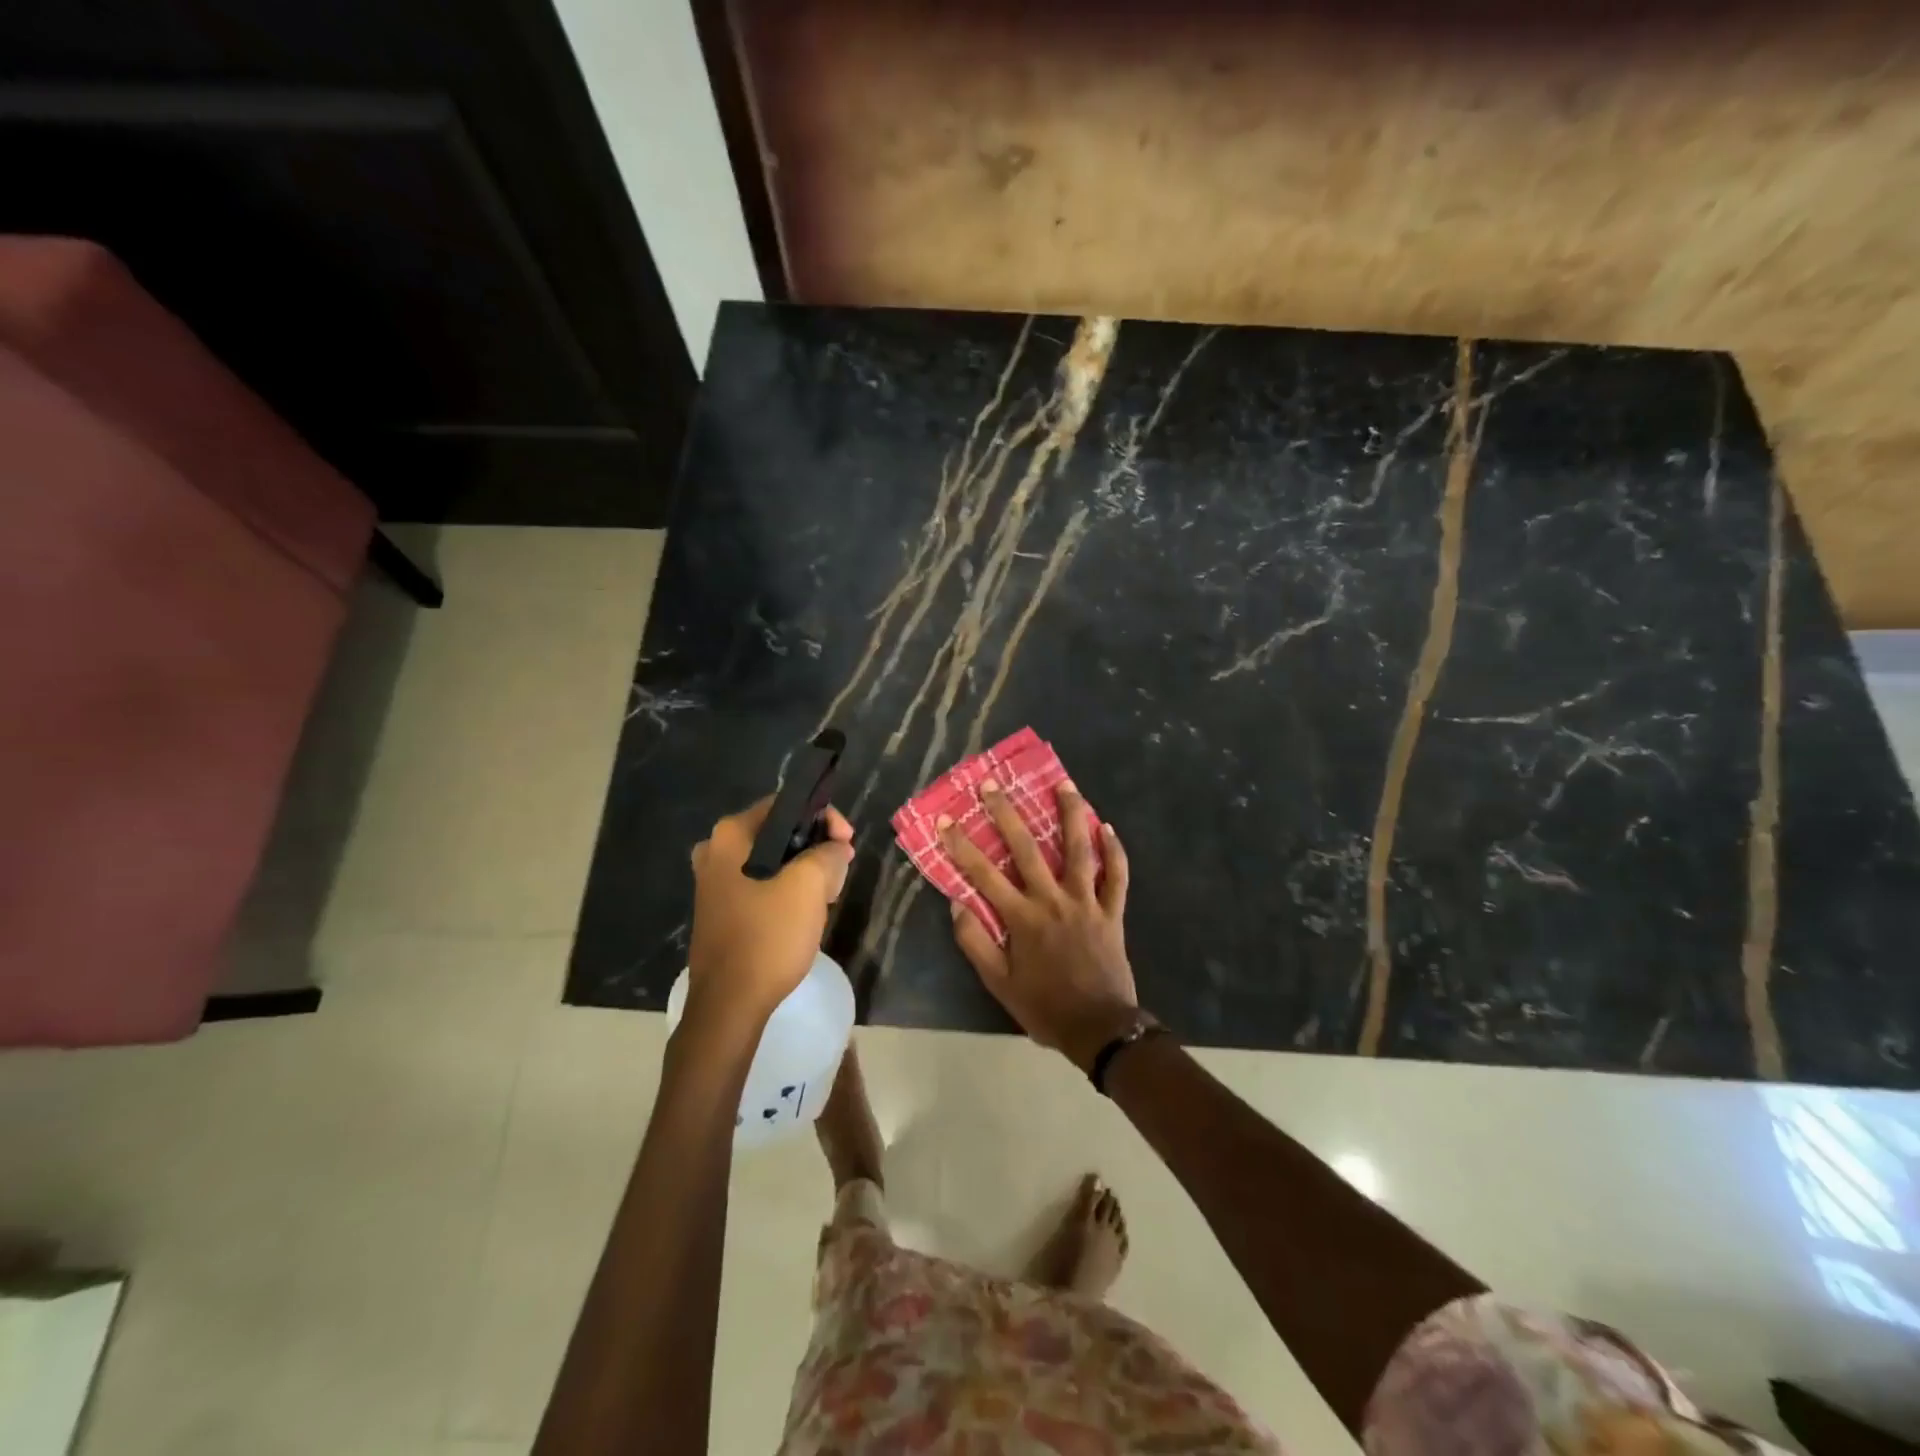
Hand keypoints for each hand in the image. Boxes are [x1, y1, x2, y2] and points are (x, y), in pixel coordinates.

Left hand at [686, 797, 853, 1019]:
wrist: (729, 1004)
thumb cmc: (768, 936)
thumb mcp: (810, 886)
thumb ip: (829, 853)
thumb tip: (836, 847)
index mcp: (730, 835)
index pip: (785, 805)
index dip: (823, 818)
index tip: (847, 844)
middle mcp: (715, 851)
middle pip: (779, 833)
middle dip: (815, 849)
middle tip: (839, 872)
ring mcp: (713, 883)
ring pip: (772, 862)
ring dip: (804, 873)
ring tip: (826, 897)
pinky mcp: (719, 911)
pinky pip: (760, 886)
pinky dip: (785, 892)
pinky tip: (803, 915)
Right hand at [940, 779, 1138, 1070]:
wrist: (1100, 1028)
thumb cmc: (1044, 1006)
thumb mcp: (999, 984)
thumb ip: (976, 943)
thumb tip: (957, 904)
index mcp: (1022, 917)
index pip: (983, 873)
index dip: (961, 845)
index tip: (945, 819)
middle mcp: (1053, 900)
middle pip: (1027, 848)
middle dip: (1007, 813)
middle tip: (993, 784)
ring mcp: (1086, 902)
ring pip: (1079, 849)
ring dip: (1071, 814)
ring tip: (1065, 784)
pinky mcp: (1112, 911)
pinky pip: (1117, 875)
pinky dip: (1114, 851)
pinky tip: (1108, 828)